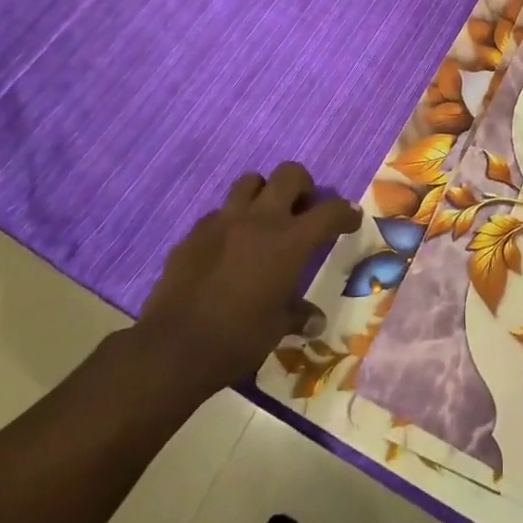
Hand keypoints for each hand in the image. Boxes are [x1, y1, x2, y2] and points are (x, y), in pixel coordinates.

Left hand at [136, 163, 358, 399]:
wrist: (173, 348)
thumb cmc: (238, 338)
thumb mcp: (277, 328)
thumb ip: (298, 315)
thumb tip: (315, 321)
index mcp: (290, 241)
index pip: (330, 211)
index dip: (345, 213)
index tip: (350, 220)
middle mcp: (260, 220)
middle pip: (289, 174)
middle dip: (302, 186)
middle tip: (303, 210)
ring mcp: (223, 222)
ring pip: (250, 181)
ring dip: (263, 193)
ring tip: (265, 219)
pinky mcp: (194, 233)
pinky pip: (219, 213)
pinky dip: (231, 221)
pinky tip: (228, 247)